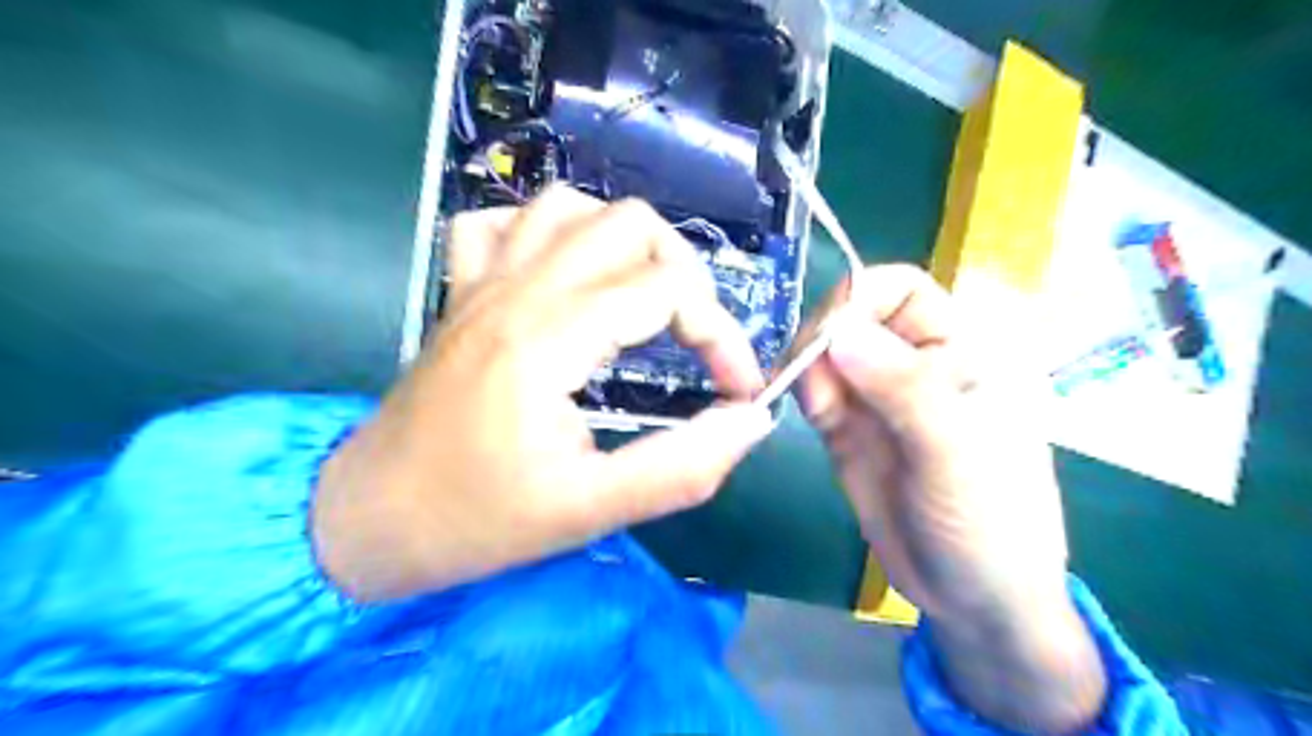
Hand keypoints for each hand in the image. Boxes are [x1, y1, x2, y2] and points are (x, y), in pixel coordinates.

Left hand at [313, 187, 771, 602]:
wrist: (364, 522)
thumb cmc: (474, 522)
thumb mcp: (588, 511)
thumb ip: (681, 468)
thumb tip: (752, 420)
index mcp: (547, 338)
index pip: (668, 291)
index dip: (722, 335)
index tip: (738, 390)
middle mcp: (516, 289)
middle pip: (630, 224)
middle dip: (685, 276)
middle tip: (695, 339)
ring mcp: (483, 282)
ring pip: (569, 207)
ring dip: (623, 244)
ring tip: (642, 300)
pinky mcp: (463, 293)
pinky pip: (503, 223)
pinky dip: (547, 233)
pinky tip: (563, 277)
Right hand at [788, 265, 1104, 735]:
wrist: (972, 597)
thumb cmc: (989, 524)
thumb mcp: (955, 455)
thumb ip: (904, 390)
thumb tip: (840, 332)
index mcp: (959, 350)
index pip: (901, 289)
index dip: (859, 298)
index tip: (829, 338)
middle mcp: (913, 363)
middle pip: (851, 316)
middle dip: (822, 337)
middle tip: (811, 384)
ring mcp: (876, 396)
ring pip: (825, 352)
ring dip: (805, 366)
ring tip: (811, 407)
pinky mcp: (847, 427)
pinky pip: (814, 389)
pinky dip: (798, 391)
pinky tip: (800, 412)